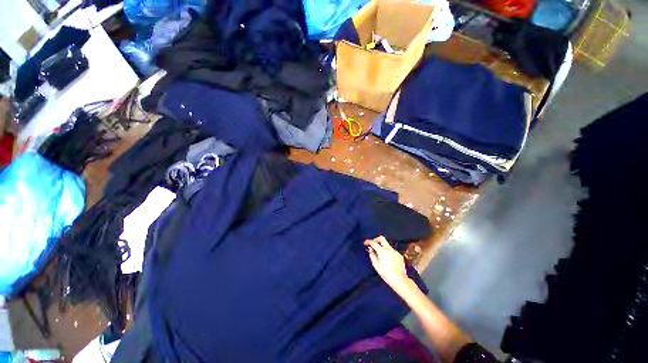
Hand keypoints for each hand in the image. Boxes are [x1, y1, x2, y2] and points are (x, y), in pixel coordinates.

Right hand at [365, 236, 410, 289]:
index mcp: (382, 251)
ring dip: (382, 247)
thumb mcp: (376, 265)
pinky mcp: (399, 255)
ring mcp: (395, 252)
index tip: (365, 243)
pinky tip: (388, 260)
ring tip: (380, 255)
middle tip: (373, 243)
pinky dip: (388, 252)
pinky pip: (392, 251)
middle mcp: (389, 249)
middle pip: (382, 238)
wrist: (399, 280)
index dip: (368, 242)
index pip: (374, 243)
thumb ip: (372, 255)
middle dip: (376, 239)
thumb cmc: (386, 273)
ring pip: (387, 245)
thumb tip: (370, 249)